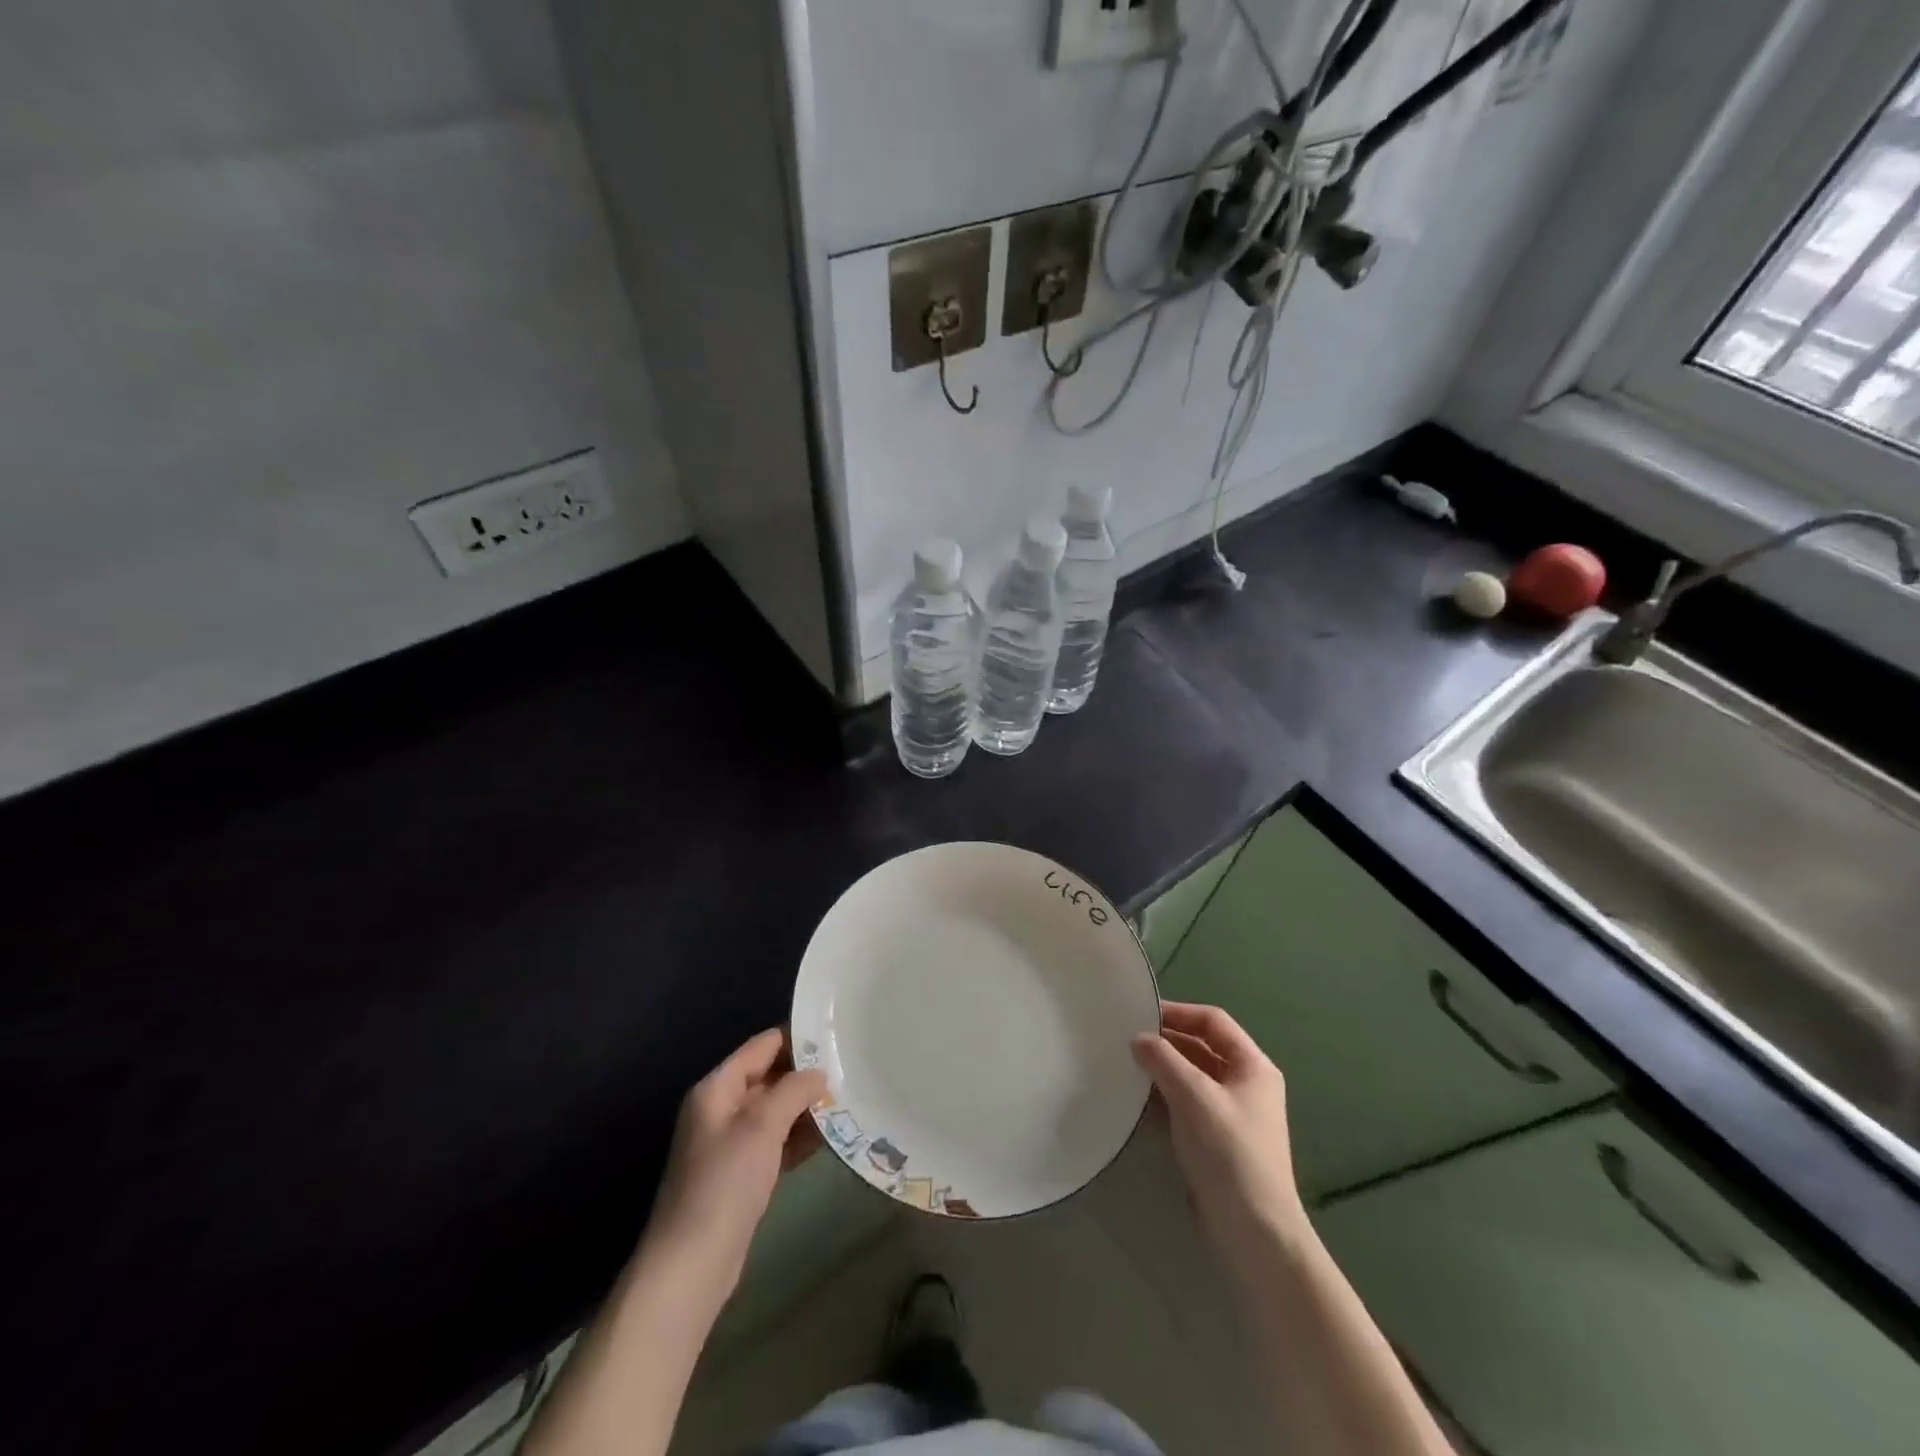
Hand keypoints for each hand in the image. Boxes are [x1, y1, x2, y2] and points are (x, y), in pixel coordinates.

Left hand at [642, 1028, 825, 1297]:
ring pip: (776, 1111)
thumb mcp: (762, 1126)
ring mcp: (731, 1143)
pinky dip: (800, 1136)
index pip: (762, 1046)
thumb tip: (819, 1072)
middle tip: (850, 1068)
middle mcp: (722, 1108)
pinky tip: (831, 1136)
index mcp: (717, 1088)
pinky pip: (776, 1141)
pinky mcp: (742, 1174)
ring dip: (807, 1107)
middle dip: (806, 1074)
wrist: (692, 1265)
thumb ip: (793, 1090)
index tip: (836, 1034)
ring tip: (850, 1098)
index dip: (797, 1037)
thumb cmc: (725, 1184)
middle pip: (770, 1077)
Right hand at [1132, 1002, 1309, 1261]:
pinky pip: (1187, 1103)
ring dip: (1162, 1068)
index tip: (1141, 1014)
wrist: (1254, 1232)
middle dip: (1166, 1041)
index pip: (1213, 1021)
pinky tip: (1137, 1097)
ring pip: (1192, 1076)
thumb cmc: (1229, 1152)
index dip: (1178, 1012)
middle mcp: (1246, 1084)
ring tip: (1126, 1065)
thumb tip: (1138, 1039)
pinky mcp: (1217, 1139)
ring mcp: (1232, 1113)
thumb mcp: (1194, 1096)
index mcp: (1253, 1066)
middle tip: (1126, 1039)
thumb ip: (1163, 1060)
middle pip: (1202, 1047)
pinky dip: (1164, 1095)